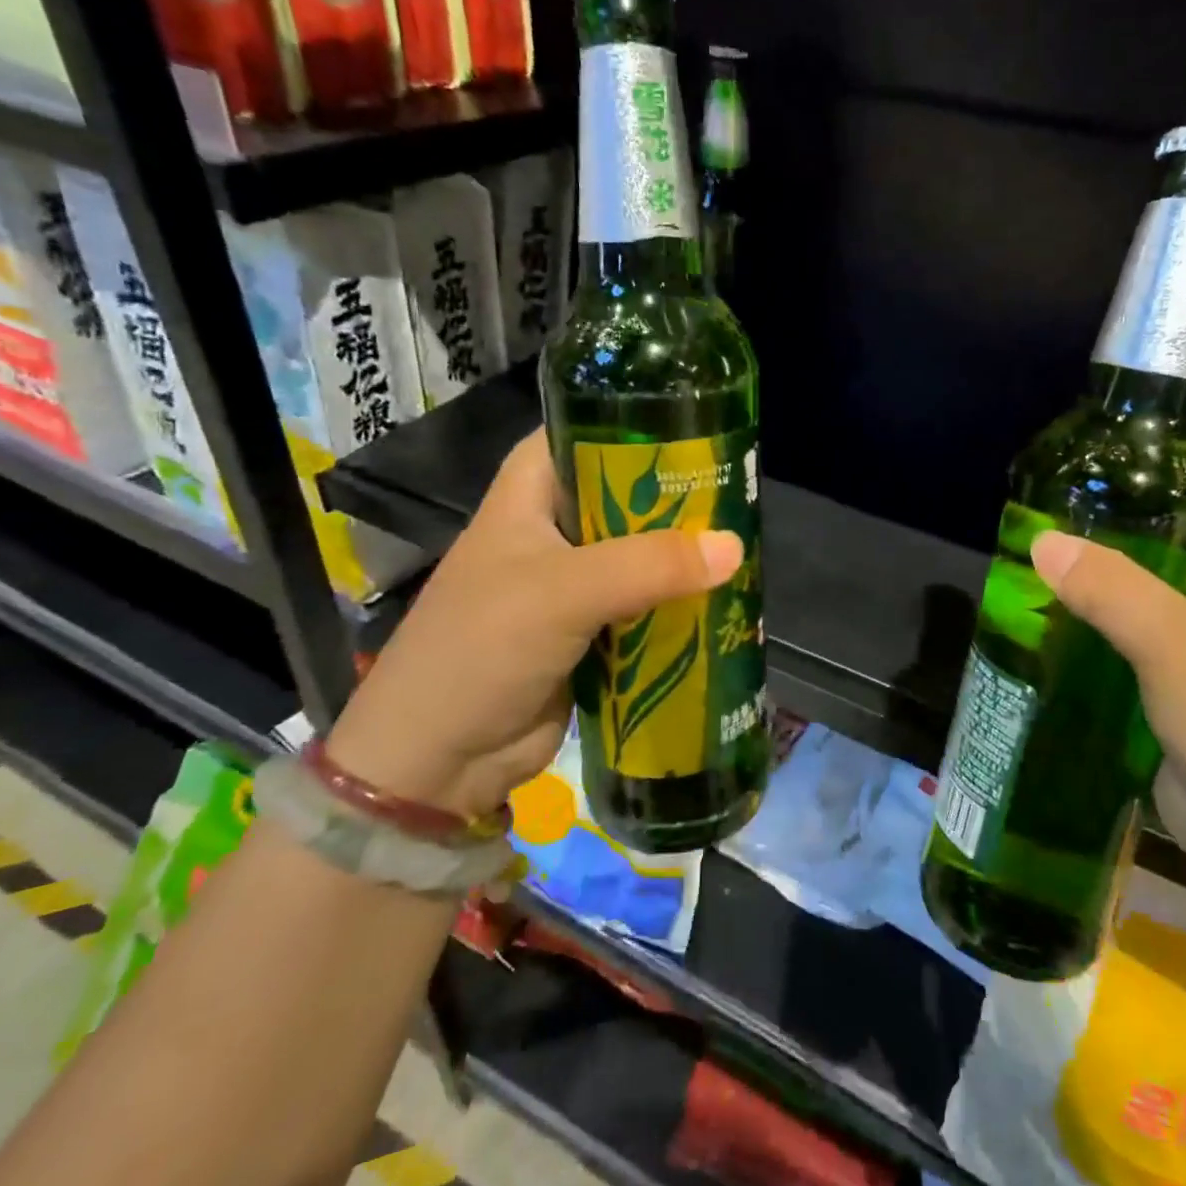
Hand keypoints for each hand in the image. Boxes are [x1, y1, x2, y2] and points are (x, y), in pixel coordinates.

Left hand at [325, 431, 742, 816]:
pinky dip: (677, 602)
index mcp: (530, 491)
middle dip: (679, 496)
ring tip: (748, 542)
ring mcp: (573, 581)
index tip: (704, 424)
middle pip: (626, 493)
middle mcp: (553, 526)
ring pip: (641, 551)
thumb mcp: (564, 592)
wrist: (438, 761)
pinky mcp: (591, 629)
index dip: (641, 424)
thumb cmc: (482, 649)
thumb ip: (650, 565)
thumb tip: (735, 546)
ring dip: (684, 555)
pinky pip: (645, 602)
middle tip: (742, 492)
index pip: (587, 430)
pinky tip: (725, 597)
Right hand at [1030, 493, 1185, 884]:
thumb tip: (1042, 540)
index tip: (1089, 469)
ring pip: (1143, 597)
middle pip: (1167, 544)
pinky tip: (1048, 628)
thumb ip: (1108, 586)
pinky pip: (1131, 644)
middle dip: (1108, 532)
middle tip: (1040, 519)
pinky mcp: (1181, 692)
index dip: (1155, 475)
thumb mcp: (1175, 643)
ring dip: (1094, 586)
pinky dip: (1095, 632)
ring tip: (1031, 567)